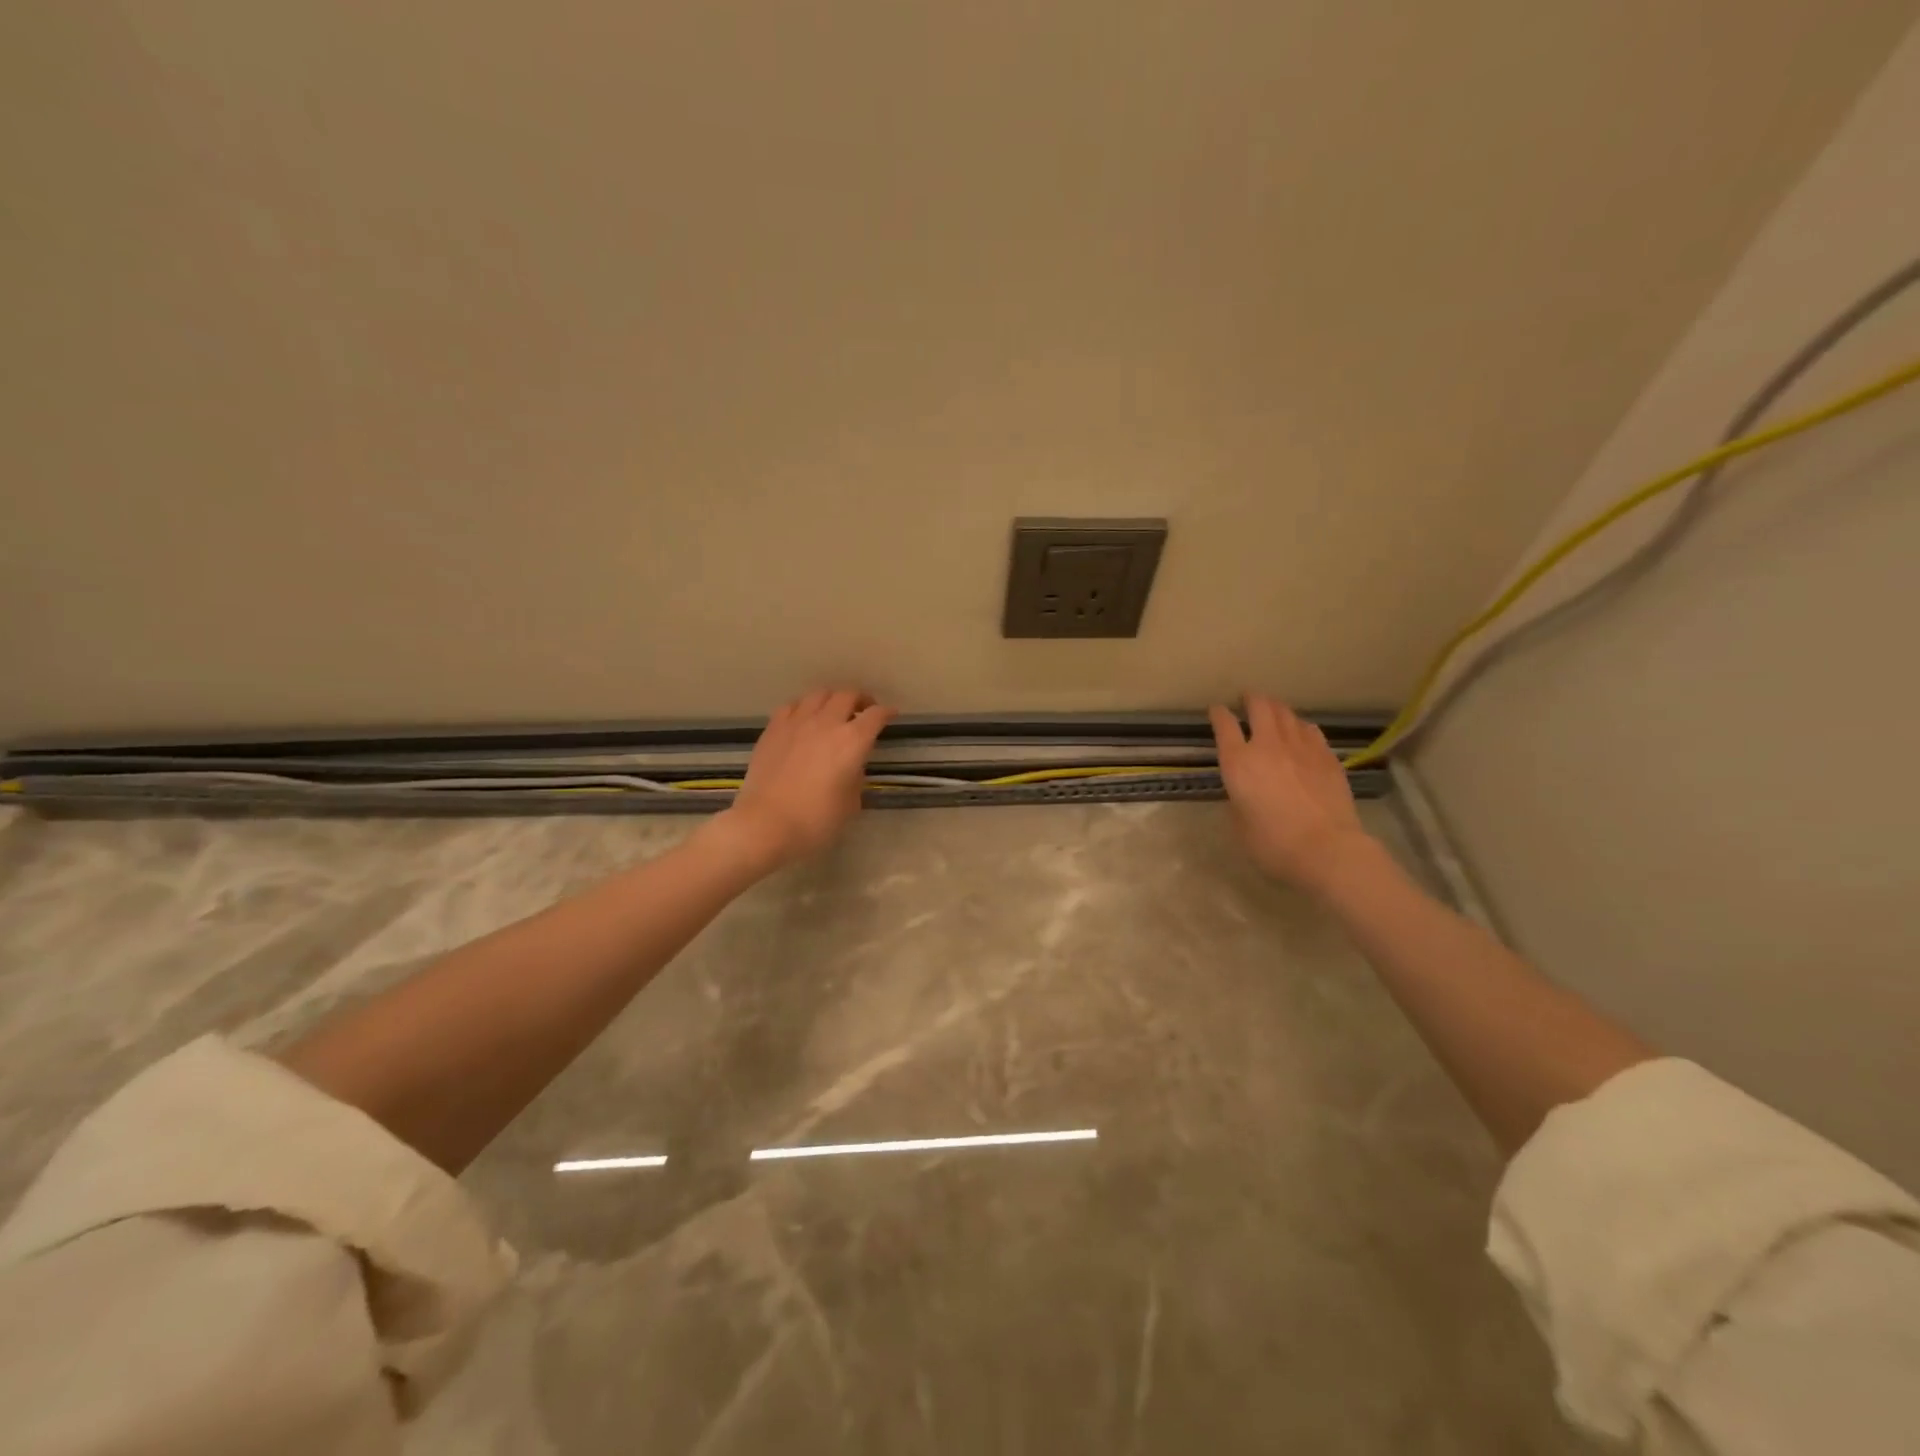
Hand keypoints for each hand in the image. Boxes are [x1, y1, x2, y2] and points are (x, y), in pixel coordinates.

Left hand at [708, 688, 894, 872]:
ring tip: (833, 711)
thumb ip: (855, 777)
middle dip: (860, 699)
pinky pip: (792, 706)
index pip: (875, 716)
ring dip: (831, 699)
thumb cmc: (815, 821)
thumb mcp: (850, 804)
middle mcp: (826, 723)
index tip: (891, 715)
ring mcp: (796, 723)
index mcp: (852, 742)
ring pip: (818, 694)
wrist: (765, 825)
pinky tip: (803, 719)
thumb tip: (850, 766)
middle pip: (847, 695)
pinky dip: (803, 707)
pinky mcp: (773, 729)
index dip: (886, 713)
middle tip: (863, 710)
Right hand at [1208, 693, 1372, 893]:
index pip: (1224, 726)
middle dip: (1251, 699)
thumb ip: (1237, 801)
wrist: (1327, 848)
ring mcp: (1301, 748)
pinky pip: (1310, 730)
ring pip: (1287, 714)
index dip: (1218, 714)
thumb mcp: (1239, 826)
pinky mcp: (1327, 757)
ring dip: (1276, 708)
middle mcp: (1268, 746)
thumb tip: (1243, 792)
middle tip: (1247, 698)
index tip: (1216, 709)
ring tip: (1273, 710)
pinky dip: (1300, 726)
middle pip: (1260, 707)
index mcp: (1238, 762)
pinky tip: (1301, 731)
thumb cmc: (1273, 843)